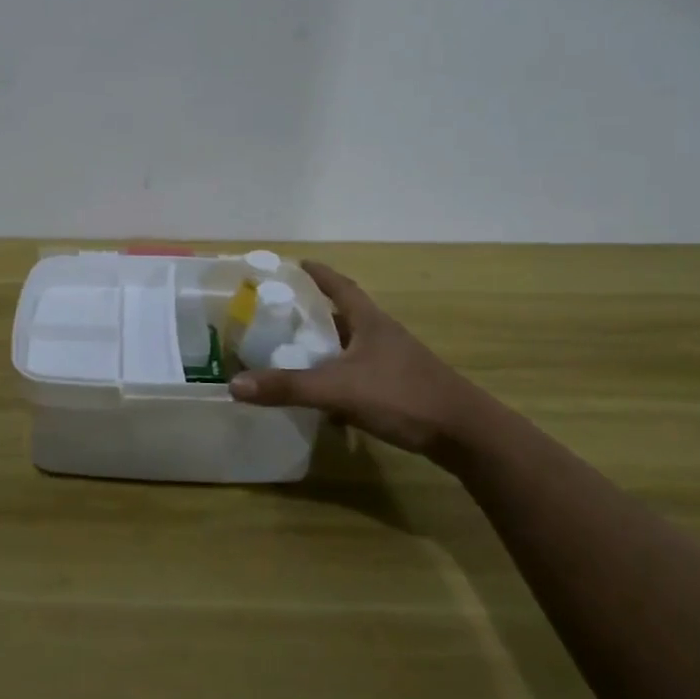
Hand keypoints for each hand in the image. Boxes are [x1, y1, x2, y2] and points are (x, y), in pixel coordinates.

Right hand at [229, 261, 492, 457]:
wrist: (465, 434)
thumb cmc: (402, 396)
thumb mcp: (337, 390)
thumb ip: (287, 387)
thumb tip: (234, 385)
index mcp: (370, 321)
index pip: (340, 286)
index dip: (317, 274)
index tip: (295, 264)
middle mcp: (382, 335)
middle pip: (344, 315)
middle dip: (313, 312)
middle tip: (280, 312)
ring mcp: (394, 361)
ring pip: (351, 345)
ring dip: (326, 346)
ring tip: (294, 350)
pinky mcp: (400, 387)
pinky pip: (359, 372)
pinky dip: (338, 375)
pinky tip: (323, 394)